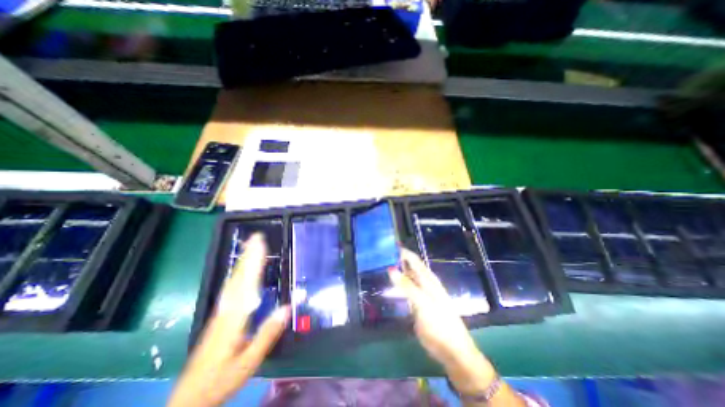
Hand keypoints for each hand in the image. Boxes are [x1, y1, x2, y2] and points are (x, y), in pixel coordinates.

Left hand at [168, 232, 290, 406]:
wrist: (189, 398)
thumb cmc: (221, 379)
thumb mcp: (249, 361)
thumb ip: (267, 333)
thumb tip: (287, 307)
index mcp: (235, 317)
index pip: (248, 282)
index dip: (255, 261)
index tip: (261, 244)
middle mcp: (227, 309)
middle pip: (239, 276)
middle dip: (248, 255)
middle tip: (256, 237)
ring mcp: (221, 311)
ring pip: (233, 280)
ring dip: (243, 261)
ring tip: (250, 247)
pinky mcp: (219, 315)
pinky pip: (230, 288)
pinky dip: (237, 274)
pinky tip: (240, 271)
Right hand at [392, 250, 526, 405]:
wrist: (453, 350)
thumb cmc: (440, 325)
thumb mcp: (423, 304)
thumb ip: (407, 286)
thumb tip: (390, 268)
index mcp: (428, 280)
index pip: (414, 260)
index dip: (403, 252)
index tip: (388, 246)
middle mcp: (425, 283)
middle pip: (411, 266)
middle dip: (398, 259)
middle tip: (381, 255)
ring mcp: (422, 294)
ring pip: (408, 277)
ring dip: (398, 271)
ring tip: (382, 266)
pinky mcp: (419, 304)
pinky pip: (407, 289)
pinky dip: (399, 284)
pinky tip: (390, 285)